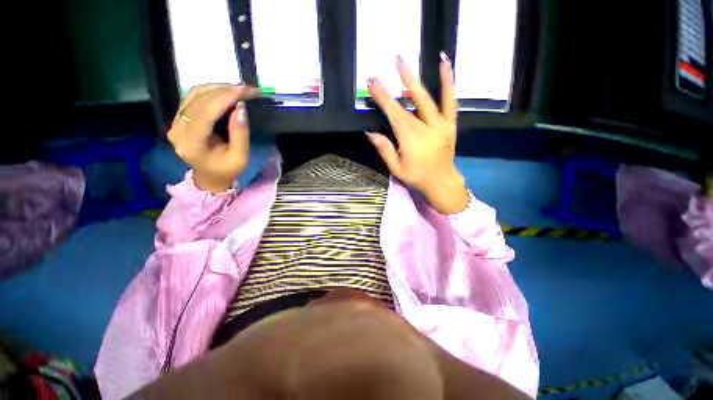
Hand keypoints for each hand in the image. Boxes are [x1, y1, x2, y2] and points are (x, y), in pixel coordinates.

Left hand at [167, 84, 259, 192]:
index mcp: (192, 144)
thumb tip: (241, 108)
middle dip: (224, 91)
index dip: (224, 98)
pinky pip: (193, 97)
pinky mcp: (179, 117)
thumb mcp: (240, 157)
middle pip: (198, 100)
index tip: (244, 90)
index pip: (205, 113)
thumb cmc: (227, 170)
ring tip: (238, 90)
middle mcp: (177, 129)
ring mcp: (175, 121)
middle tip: (247, 89)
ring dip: (217, 88)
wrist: (210, 176)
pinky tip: (226, 93)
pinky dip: (211, 91)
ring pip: (194, 94)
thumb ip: (240, 134)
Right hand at [367, 54, 468, 214]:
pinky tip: (444, 63)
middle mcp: (427, 129)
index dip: (384, 98)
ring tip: (409, 60)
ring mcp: (441, 124)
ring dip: (417, 79)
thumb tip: (370, 132)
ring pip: (428, 98)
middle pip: (410, 103)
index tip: (373, 83)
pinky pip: (450, 100)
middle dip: (400, 82)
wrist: (441, 182)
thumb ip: (385, 149)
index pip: (395, 115)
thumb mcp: (396, 168)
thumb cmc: (417, 177)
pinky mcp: (450, 124)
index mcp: (411, 140)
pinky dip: (448, 81)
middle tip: (393, 61)